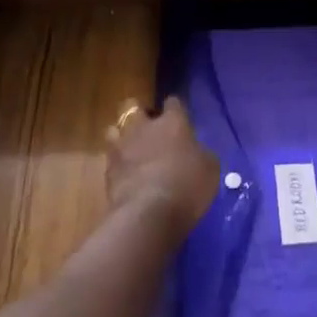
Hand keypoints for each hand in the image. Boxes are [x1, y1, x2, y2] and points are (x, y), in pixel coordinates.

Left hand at [105, 96, 218, 241]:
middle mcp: (144, 127)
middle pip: (132, 105)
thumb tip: (194, 152)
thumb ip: (200, 153)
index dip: (176, 109)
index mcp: (172, 122)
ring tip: (131, 150)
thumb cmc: (187, 186)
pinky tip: (126, 175)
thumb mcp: (209, 169)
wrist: (149, 214)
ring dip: (122, 136)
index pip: (173, 102)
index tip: (180, 119)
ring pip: (114, 129)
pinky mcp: (107, 170)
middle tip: (149, 127)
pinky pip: (110, 159)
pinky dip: (117, 164)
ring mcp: (122, 147)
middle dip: (139, 113)